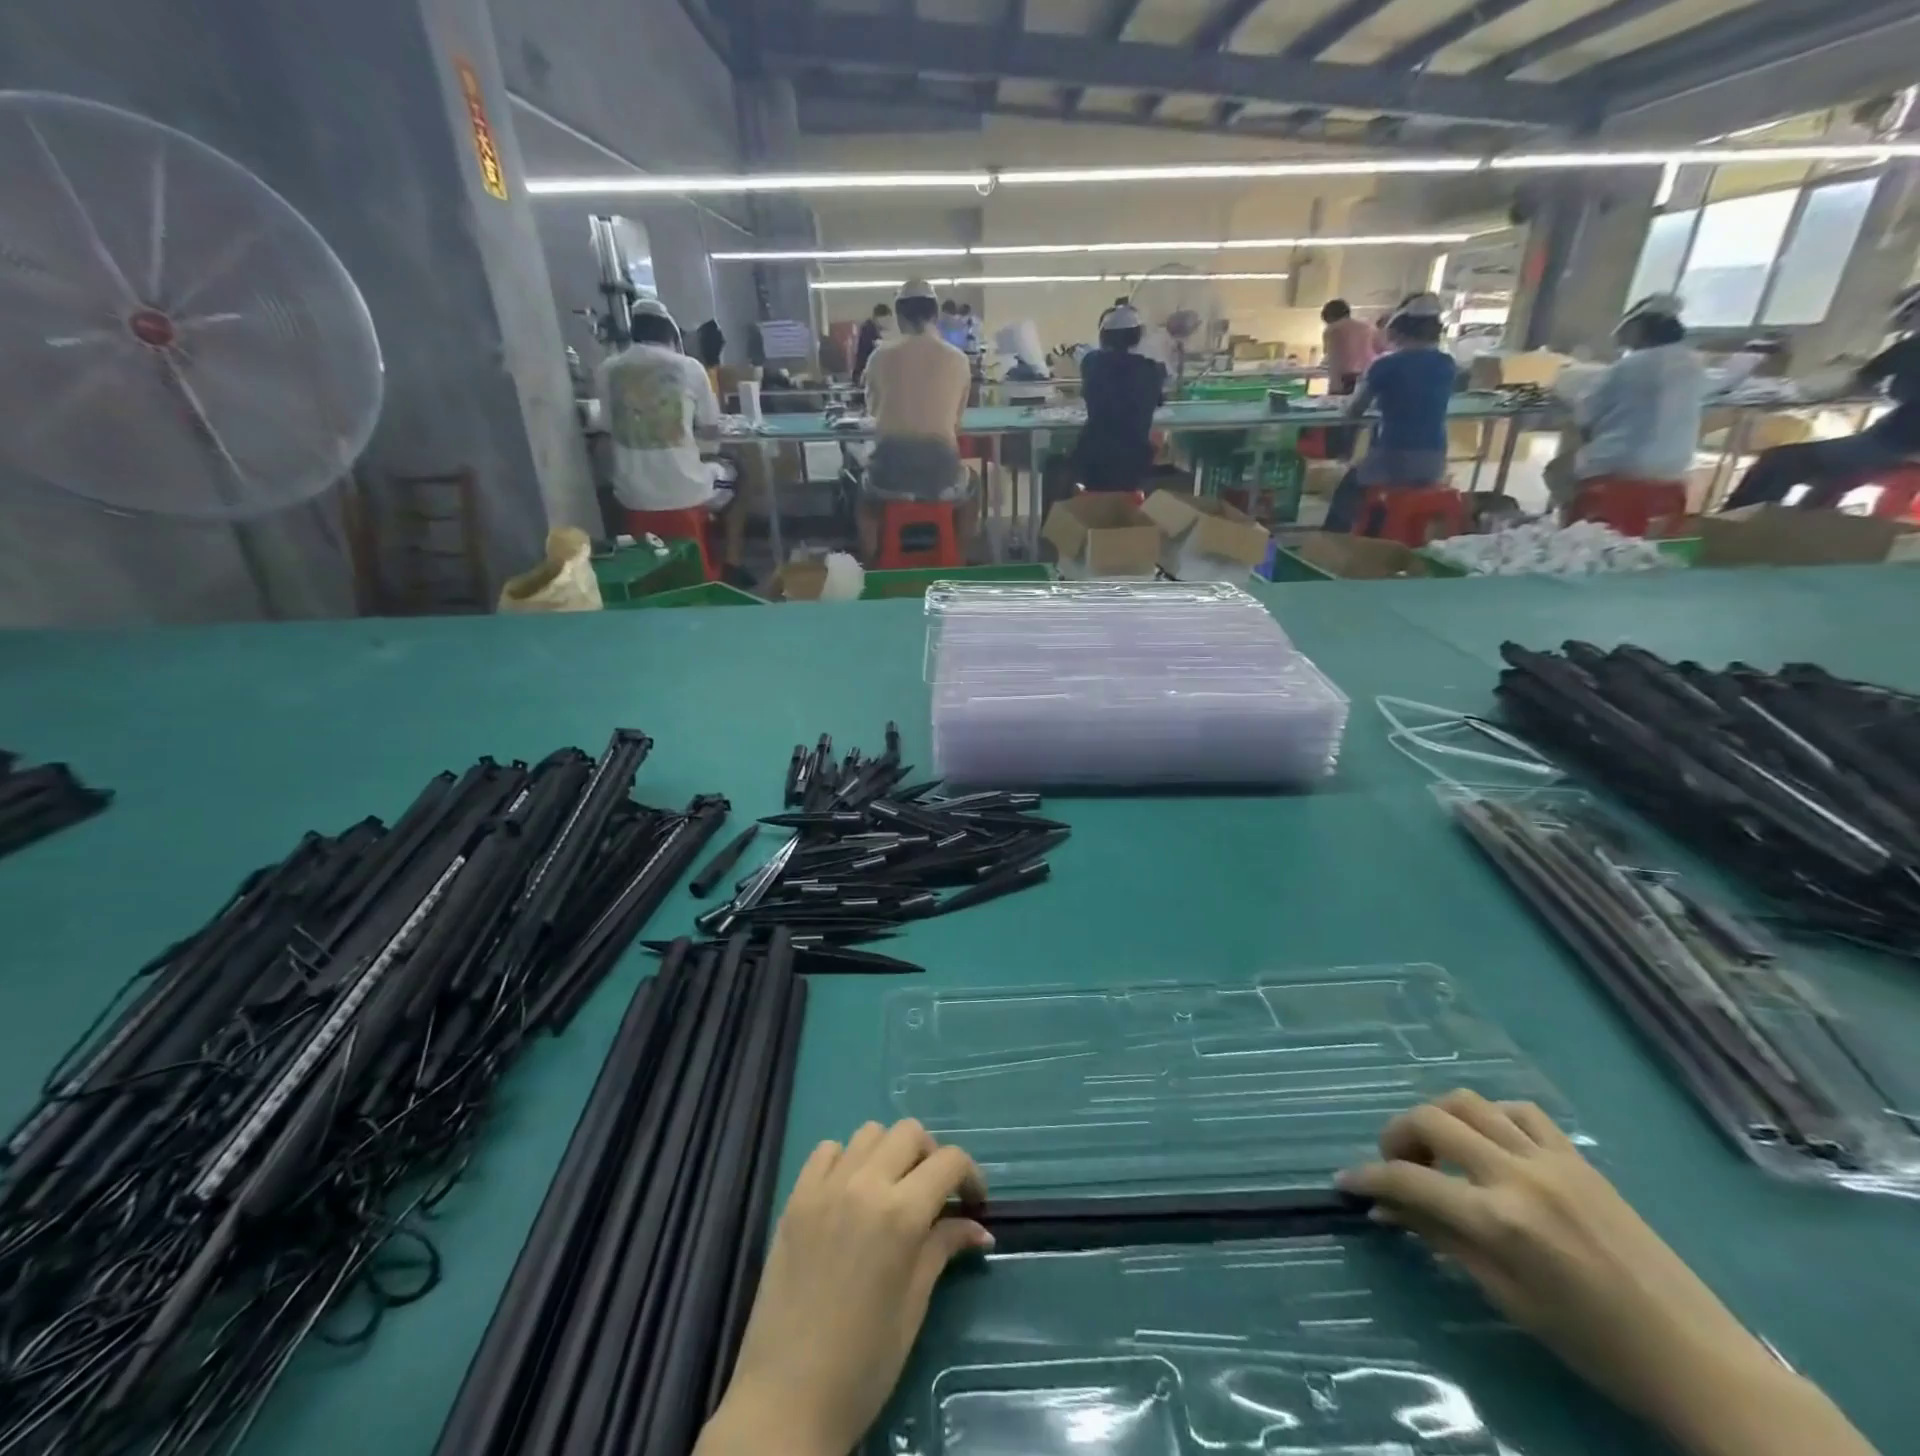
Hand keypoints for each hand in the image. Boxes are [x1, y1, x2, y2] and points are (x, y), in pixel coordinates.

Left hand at [696, 1119, 990, 1455]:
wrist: (785, 1401)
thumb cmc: (863, 1365)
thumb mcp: (913, 1306)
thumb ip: (943, 1249)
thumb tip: (979, 1228)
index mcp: (901, 1214)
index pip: (949, 1161)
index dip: (970, 1175)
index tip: (974, 1202)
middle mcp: (864, 1185)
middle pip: (910, 1133)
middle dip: (931, 1156)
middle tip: (934, 1194)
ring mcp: (825, 1187)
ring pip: (869, 1133)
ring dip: (889, 1153)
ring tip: (891, 1190)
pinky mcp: (795, 1198)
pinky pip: (827, 1151)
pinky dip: (846, 1160)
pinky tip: (849, 1193)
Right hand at [1339, 1090, 1875, 1455]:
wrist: (1698, 1359)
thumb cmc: (1594, 1343)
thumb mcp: (1507, 1298)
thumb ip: (1441, 1240)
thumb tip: (1386, 1209)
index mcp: (1499, 1222)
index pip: (1409, 1182)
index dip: (1369, 1178)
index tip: (1346, 1181)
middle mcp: (1517, 1176)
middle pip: (1431, 1121)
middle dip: (1396, 1136)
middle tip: (1394, 1164)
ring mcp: (1551, 1160)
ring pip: (1468, 1102)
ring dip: (1438, 1118)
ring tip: (1436, 1148)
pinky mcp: (1578, 1158)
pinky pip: (1518, 1111)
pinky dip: (1489, 1116)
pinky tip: (1489, 1142)